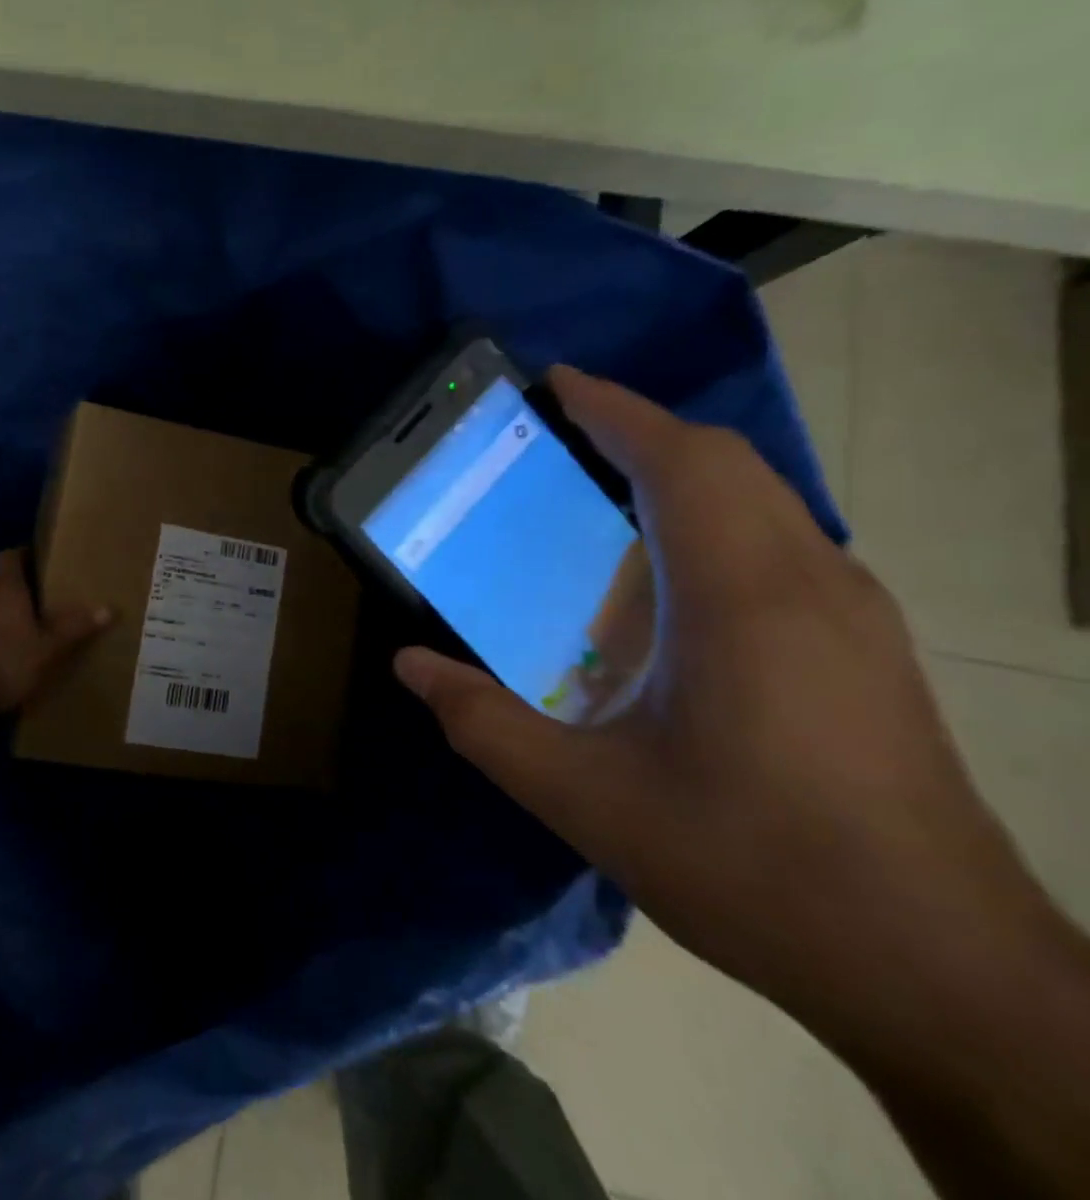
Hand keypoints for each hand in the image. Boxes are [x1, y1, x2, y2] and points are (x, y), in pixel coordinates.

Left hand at [0, 550, 111, 716]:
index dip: (21, 556)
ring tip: (14, 641)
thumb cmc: (5, 663)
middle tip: (33, 612)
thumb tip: (109, 608)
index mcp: (4, 590)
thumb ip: (75, 628)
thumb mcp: (48, 650)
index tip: (35, 561)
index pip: (9, 557)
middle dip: (12, 598)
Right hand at [393, 368, 1060, 1050]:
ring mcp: (852, 614)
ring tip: (598, 486)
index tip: (554, 382)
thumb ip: (485, 724)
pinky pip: (779, 539)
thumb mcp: (587, 800)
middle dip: (639, 429)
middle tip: (558, 431)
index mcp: (741, 600)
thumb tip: (410, 666)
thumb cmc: (756, 870)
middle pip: (725, 463)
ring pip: (762, 497)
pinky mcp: (866, 647)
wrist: (946, 975)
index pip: (679, 462)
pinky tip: (662, 574)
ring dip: (679, 470)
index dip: (614, 410)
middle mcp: (809, 583)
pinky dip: (712, 515)